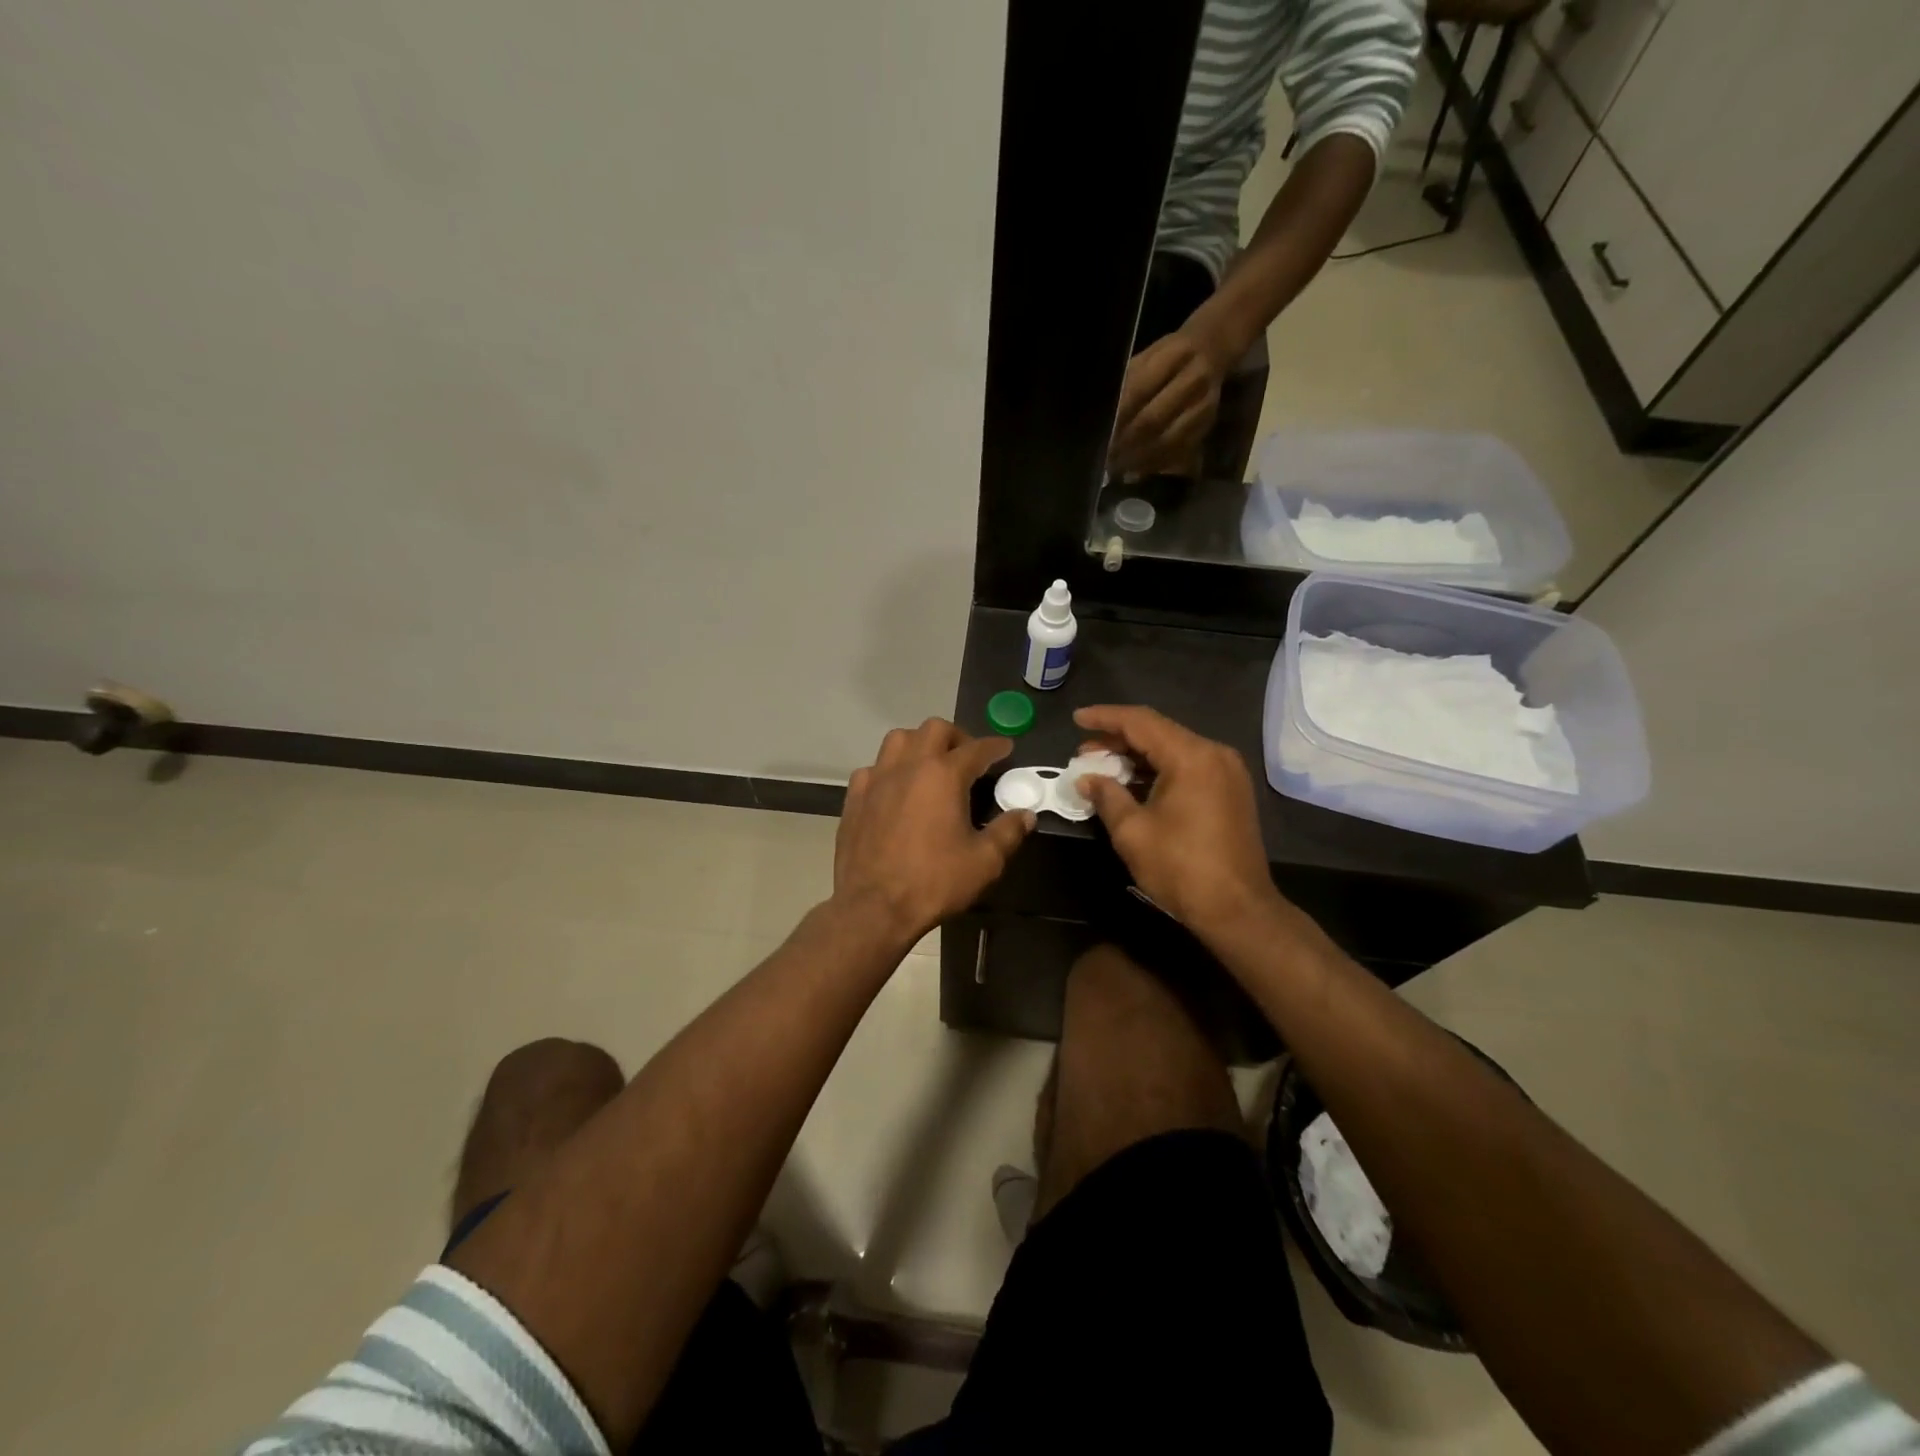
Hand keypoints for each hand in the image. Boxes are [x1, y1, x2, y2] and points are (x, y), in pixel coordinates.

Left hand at [833, 718, 1035, 943]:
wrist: (874, 907)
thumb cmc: (934, 882)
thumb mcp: (984, 862)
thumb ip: (1008, 832)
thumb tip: (1026, 815)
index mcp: (944, 775)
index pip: (977, 749)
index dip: (996, 747)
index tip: (1006, 749)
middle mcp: (909, 766)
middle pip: (935, 729)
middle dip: (957, 737)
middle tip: (968, 757)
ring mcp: (877, 779)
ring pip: (899, 739)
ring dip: (920, 744)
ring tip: (931, 765)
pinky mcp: (855, 797)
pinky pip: (873, 768)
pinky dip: (889, 770)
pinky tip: (895, 789)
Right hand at [1072, 705, 1281, 935]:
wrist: (1237, 909)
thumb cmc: (1181, 868)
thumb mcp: (1133, 831)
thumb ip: (1107, 795)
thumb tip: (1086, 779)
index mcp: (1192, 756)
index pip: (1140, 722)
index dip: (1105, 718)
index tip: (1076, 719)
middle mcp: (1214, 754)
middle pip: (1159, 732)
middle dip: (1118, 739)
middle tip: (1084, 753)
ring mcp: (1227, 772)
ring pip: (1173, 749)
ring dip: (1137, 755)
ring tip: (1102, 767)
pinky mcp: (1230, 791)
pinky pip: (1188, 766)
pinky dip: (1158, 769)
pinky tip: (1133, 782)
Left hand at [1108, 325, 1232, 476]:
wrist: (1212, 350)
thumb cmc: (1167, 358)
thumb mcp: (1145, 359)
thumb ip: (1126, 385)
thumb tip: (1103, 420)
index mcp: (1174, 355)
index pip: (1137, 391)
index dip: (1117, 417)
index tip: (1099, 435)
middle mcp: (1193, 379)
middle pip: (1152, 420)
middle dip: (1125, 443)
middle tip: (1105, 458)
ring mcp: (1204, 404)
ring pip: (1166, 441)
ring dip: (1139, 458)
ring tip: (1118, 468)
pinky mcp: (1208, 424)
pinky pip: (1179, 451)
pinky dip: (1155, 463)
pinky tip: (1137, 469)